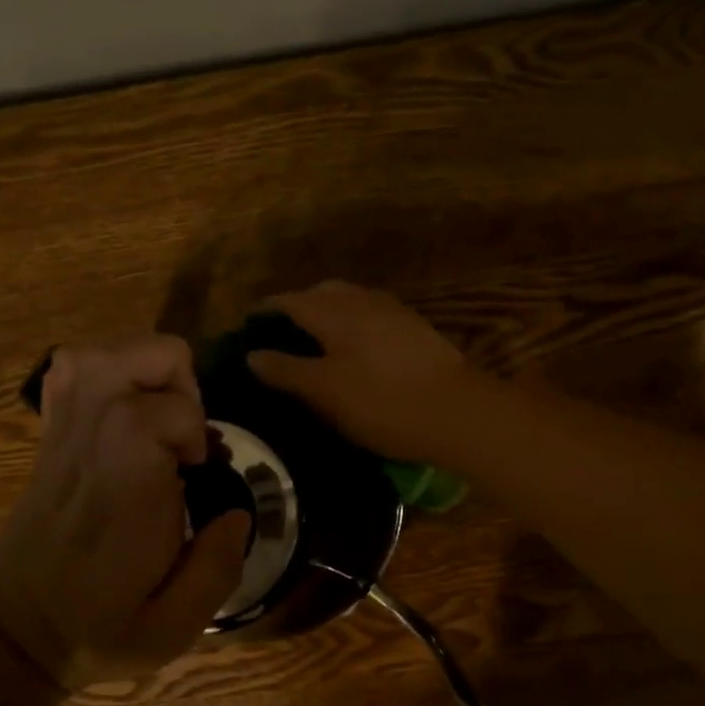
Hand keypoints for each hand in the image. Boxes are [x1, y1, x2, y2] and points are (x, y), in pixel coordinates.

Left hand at [0, 335, 249, 689]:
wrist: (13, 629)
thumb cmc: (97, 627)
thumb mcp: (174, 627)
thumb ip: (219, 567)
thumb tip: (238, 514)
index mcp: (126, 484)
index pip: (167, 410)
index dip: (195, 429)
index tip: (196, 471)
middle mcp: (92, 440)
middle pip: (141, 354)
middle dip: (181, 384)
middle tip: (183, 437)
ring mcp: (65, 428)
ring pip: (105, 350)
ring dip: (149, 372)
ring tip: (161, 419)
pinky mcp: (51, 429)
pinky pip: (72, 367)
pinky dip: (109, 370)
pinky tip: (125, 408)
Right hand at [247, 282, 476, 460]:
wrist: (457, 411)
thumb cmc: (382, 402)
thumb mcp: (325, 391)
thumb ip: (286, 370)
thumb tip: (252, 353)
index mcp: (335, 311)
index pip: (289, 301)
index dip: (265, 311)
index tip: (247, 326)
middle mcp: (363, 300)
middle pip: (322, 293)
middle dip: (298, 307)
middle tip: (281, 334)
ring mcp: (394, 312)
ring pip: (351, 301)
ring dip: (329, 313)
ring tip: (316, 342)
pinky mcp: (416, 329)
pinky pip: (372, 316)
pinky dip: (353, 324)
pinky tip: (356, 350)